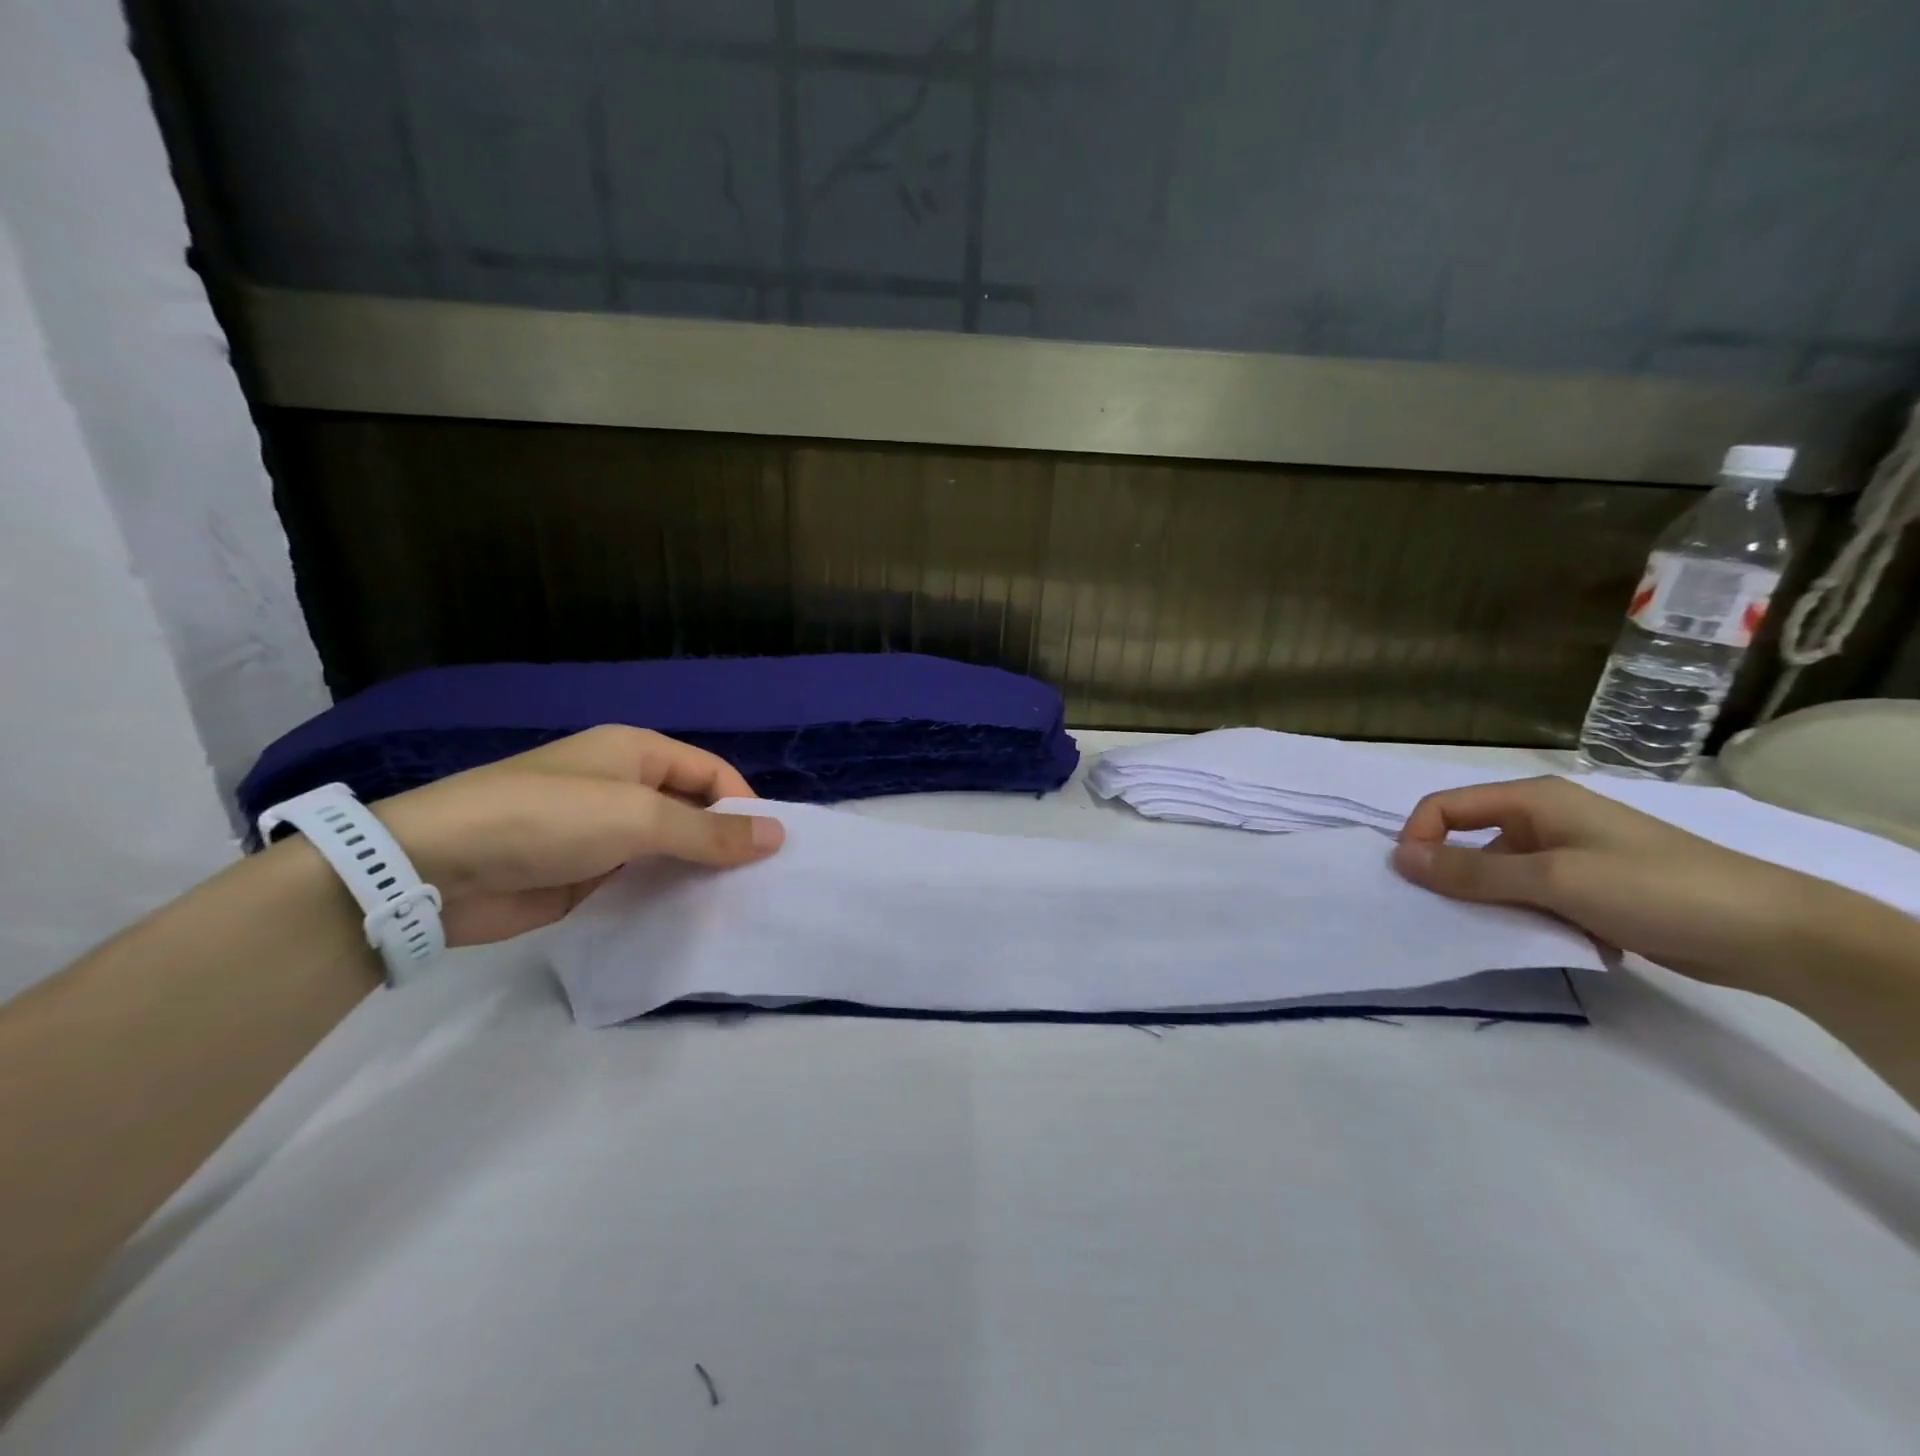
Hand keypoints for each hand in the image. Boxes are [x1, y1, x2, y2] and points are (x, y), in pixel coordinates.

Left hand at [374, 726, 783, 945]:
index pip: (712, 773)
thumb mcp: (638, 819)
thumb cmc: (548, 820)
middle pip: (693, 810)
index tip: (772, 850)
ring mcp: (603, 831)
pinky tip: (691, 917)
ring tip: (737, 905)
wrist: (436, 868)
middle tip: (762, 883)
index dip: (744, 806)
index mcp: (637, 752)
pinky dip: (666, 893)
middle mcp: (625, 786)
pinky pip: (642, 879)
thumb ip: (710, 832)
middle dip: (725, 842)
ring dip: (698, 871)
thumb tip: (778, 835)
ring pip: (669, 848)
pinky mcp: (586, 872)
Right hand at [1391, 776, 1831, 991]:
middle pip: (1471, 842)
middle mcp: (1546, 820)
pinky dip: (1535, 918)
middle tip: (1460, 917)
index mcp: (1534, 800)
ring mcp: (1571, 854)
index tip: (1414, 884)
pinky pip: (1535, 897)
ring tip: (1521, 932)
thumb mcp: (1552, 880)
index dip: (1419, 839)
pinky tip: (1566, 940)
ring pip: (1502, 875)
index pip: (1445, 807)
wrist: (1773, 933)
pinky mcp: (1591, 887)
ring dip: (1500, 904)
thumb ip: (1471, 872)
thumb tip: (1399, 859)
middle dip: (1457, 879)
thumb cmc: (1654, 889)